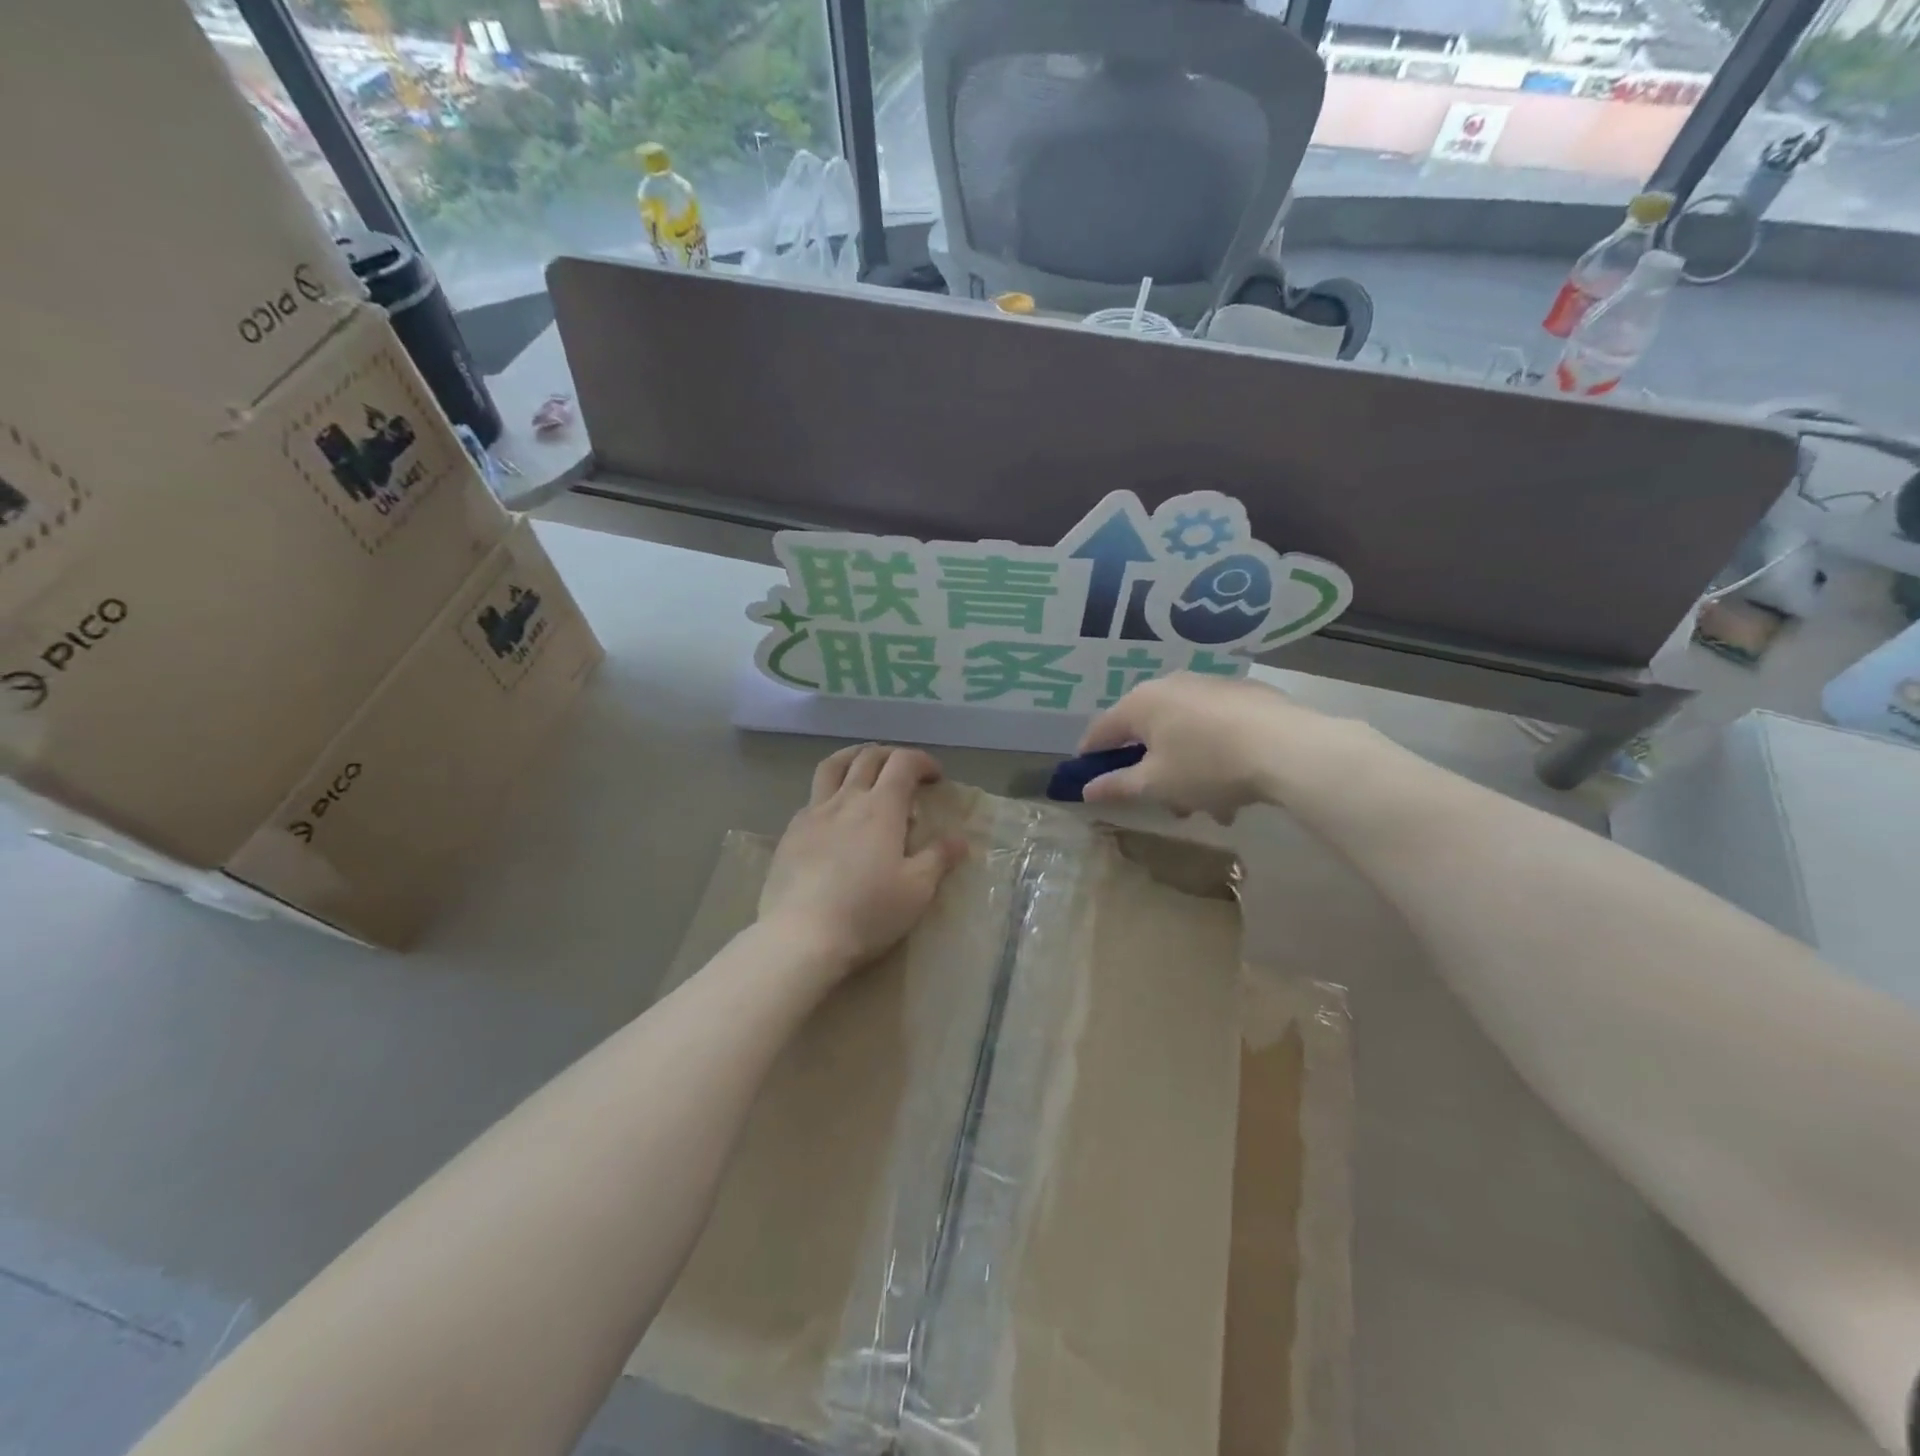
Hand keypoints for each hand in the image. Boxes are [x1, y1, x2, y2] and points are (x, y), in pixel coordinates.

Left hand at [758, 744, 967, 973]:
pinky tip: (834, 812)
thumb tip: (959, 840)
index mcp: (881, 808)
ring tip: (864, 766)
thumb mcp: (916, 890)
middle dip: (891, 755)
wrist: (800, 936)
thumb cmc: (867, 912)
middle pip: (868, 757)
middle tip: (906, 771)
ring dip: (854, 757)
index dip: (922, 761)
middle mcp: (846, 800)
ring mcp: (813, 813)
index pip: (903, 763)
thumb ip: (938, 858)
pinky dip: (830, 790)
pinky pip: (812, 796)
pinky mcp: (791, 833)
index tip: (935, 777)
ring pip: (832, 766)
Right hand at [1076, 673, 1307, 822]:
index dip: (1091, 756)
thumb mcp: (1157, 785)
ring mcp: (1211, 686)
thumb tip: (1087, 789)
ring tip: (1209, 806)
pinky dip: (1214, 753)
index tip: (1087, 779)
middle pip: (1147, 732)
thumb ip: (1118, 786)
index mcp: (1141, 703)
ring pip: (1184, 732)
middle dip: (1151, 770)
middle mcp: (1171, 685)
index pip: (1101, 730)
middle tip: (1163, 802)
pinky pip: (1215, 727)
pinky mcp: (1246, 694)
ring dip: (1187, 769)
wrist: (1288, 748)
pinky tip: (1236, 785)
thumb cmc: (1207, 766)